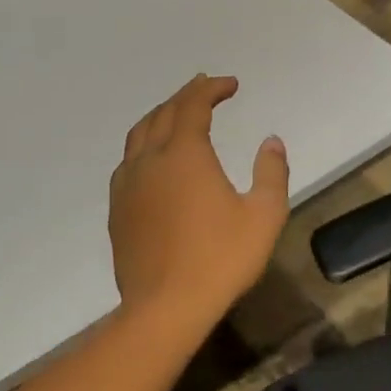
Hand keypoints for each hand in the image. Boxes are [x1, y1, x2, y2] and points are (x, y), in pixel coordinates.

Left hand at [108, 74, 289, 326]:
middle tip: (205, 88)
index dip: (211, 89)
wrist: (165, 307)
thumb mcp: (264, 215)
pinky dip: (144, 145)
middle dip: (186, 95)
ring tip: (177, 114)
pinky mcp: (118, 210)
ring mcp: (128, 185)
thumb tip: (271, 141)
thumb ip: (272, 172)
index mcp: (185, 154)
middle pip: (163, 113)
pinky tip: (153, 159)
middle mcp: (150, 160)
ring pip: (139, 135)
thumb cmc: (221, 259)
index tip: (230, 84)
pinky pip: (128, 162)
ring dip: (160, 116)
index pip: (194, 106)